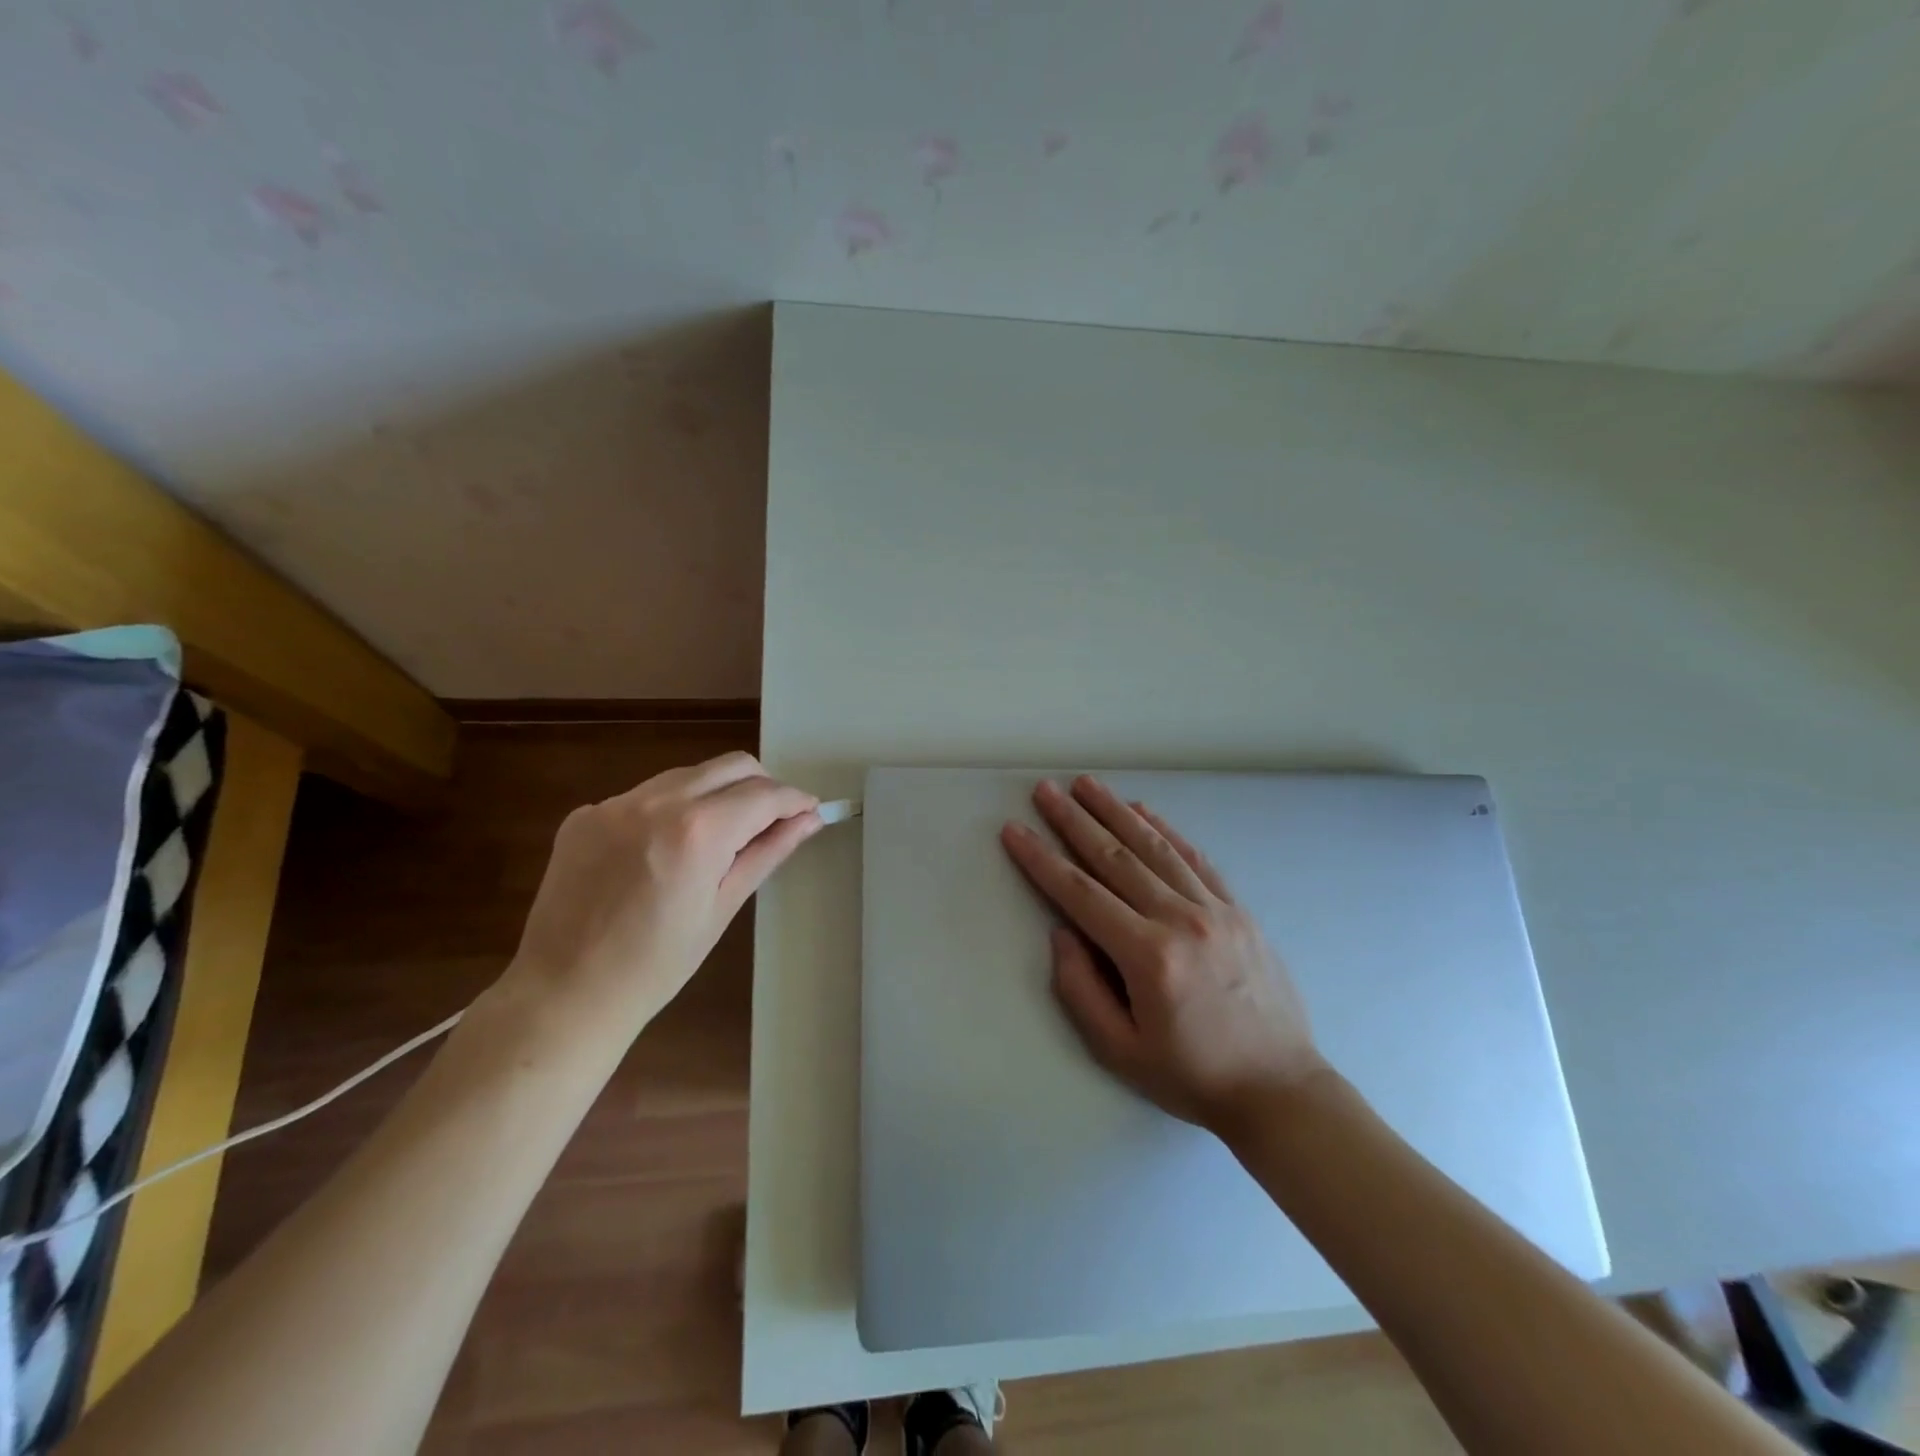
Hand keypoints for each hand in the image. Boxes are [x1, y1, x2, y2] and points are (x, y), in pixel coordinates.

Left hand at [500, 752, 820, 1039]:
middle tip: (771, 821)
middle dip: (762, 786)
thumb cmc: (656, 965)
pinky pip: (646, 795)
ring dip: (717, 793)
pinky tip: (665, 850)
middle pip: (730, 766)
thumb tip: (809, 819)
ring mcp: (614, 803)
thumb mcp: (723, 907)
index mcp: (697, 831)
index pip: (764, 794)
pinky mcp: (585, 814)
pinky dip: (671, 809)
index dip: (794, 800)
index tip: (809, 811)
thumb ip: (767, 852)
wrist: (563, 993)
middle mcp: (655, 801)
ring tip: (720, 837)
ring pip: (688, 775)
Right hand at [1000, 776, 1328, 1133]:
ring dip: (1116, 811)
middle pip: (1116, 858)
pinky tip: (1143, 810)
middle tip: (1045, 790)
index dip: (1042, 859)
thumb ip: (1081, 989)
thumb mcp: (1119, 1051)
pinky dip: (1166, 830)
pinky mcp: (1238, 910)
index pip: (1081, 894)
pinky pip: (1195, 858)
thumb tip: (1062, 933)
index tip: (1015, 829)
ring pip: (1155, 848)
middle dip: (1074, 820)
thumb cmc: (1192, 1076)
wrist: (1280, 1089)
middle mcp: (1181, 921)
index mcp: (1148, 957)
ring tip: (1087, 784)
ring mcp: (1215, 910)